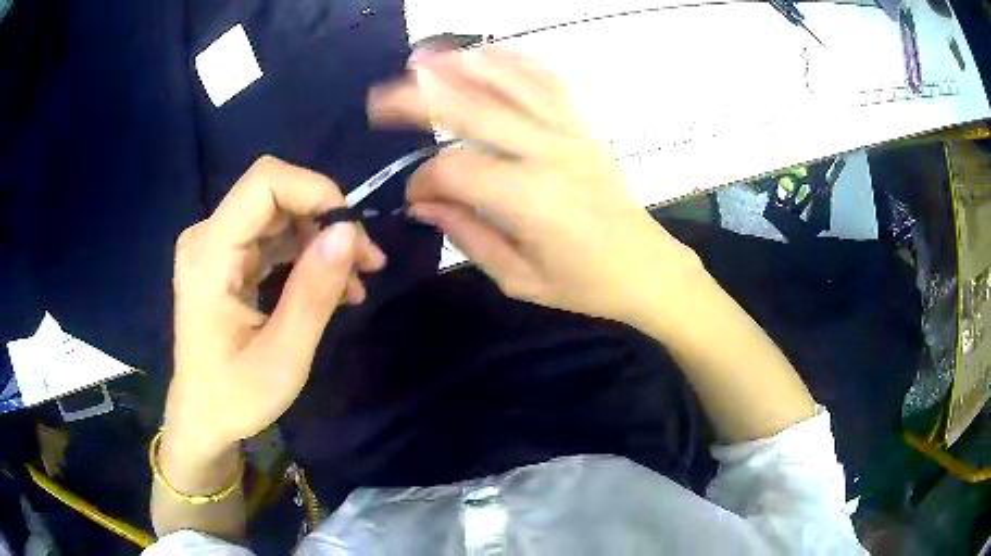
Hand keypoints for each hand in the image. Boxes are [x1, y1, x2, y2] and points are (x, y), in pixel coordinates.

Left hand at [166, 156, 385, 456]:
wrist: (203, 418)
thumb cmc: (234, 397)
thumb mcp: (283, 357)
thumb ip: (313, 293)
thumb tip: (349, 232)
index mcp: (209, 255)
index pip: (264, 183)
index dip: (315, 191)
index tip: (353, 235)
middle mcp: (207, 237)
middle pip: (275, 194)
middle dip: (326, 219)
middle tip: (367, 263)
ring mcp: (215, 246)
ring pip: (279, 213)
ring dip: (321, 239)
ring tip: (355, 282)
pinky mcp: (226, 259)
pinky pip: (272, 237)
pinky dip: (306, 253)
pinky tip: (331, 286)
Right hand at [368, 49, 700, 322]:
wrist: (647, 267)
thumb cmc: (585, 283)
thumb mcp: (519, 278)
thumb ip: (468, 235)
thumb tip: (423, 203)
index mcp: (529, 200)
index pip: (454, 170)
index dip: (422, 179)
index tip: (414, 195)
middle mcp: (548, 153)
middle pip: (472, 108)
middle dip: (418, 99)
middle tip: (381, 98)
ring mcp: (569, 132)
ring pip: (508, 82)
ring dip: (461, 65)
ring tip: (422, 58)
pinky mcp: (584, 126)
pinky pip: (548, 81)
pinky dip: (515, 61)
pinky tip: (487, 53)